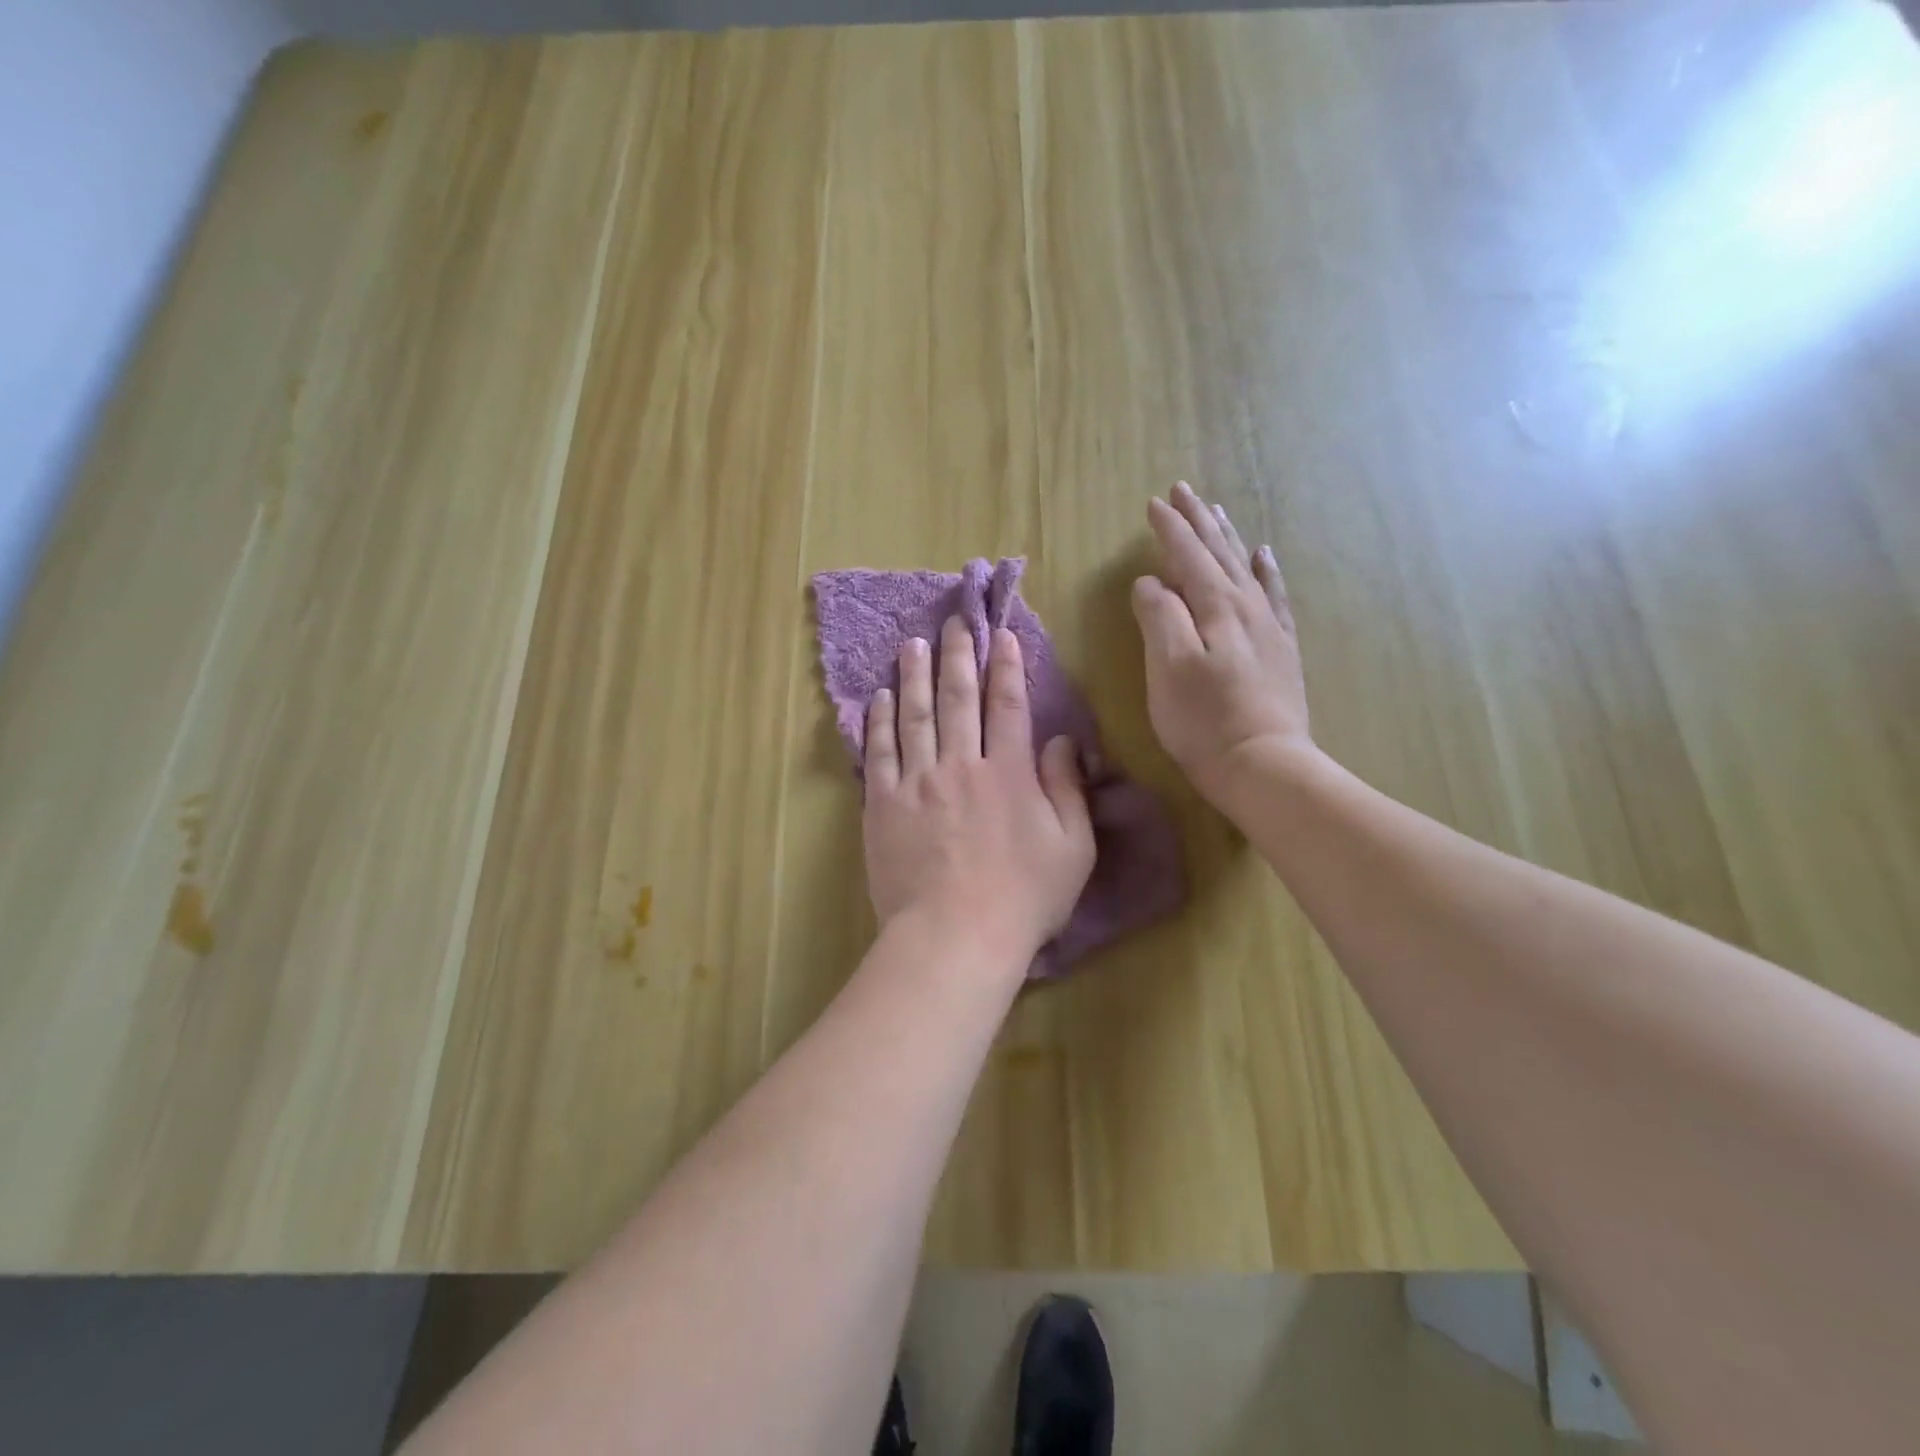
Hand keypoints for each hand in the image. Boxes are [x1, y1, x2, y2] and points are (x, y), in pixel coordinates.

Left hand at [863, 616, 1095, 966]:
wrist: (955, 936)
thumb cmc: (1023, 898)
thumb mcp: (1072, 847)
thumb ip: (1067, 788)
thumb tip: (1062, 741)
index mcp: (1009, 772)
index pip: (1008, 705)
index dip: (1006, 666)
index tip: (1001, 635)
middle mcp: (961, 764)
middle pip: (958, 698)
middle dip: (958, 655)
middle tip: (954, 622)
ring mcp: (917, 782)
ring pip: (915, 715)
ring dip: (915, 675)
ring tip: (913, 643)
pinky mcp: (883, 805)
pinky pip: (880, 752)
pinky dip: (880, 721)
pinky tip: (881, 697)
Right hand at [1132, 481, 1318, 802]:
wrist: (1263, 765)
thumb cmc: (1204, 720)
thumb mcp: (1168, 667)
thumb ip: (1159, 616)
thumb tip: (1151, 583)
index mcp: (1215, 607)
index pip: (1188, 556)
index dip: (1169, 529)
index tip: (1153, 503)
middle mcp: (1246, 606)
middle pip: (1219, 552)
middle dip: (1198, 521)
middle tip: (1184, 490)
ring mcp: (1268, 627)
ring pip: (1244, 567)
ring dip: (1227, 537)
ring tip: (1216, 511)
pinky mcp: (1280, 650)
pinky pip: (1273, 595)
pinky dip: (1265, 571)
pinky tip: (1263, 557)